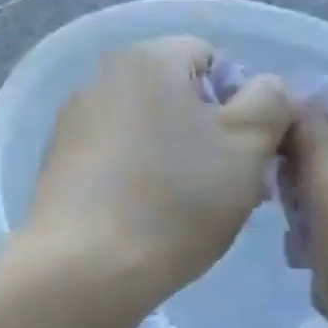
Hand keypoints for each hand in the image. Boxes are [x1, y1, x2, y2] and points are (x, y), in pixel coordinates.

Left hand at [27, 37, 293, 305]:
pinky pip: (114, 163)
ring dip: (175, 161)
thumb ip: (270, 103)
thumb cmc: (175, 201)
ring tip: (188, 213)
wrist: (84, 269)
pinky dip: (137, 182)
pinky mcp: (57, 168)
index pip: (212, 58)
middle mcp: (99, 80)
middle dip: (208, 136)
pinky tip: (147, 222)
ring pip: (145, 133)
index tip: (247, 154)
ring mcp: (72, 126)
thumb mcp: (247, 146)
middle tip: (227, 189)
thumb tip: (264, 88)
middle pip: (175, 98)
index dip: (242, 104)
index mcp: (146, 59)